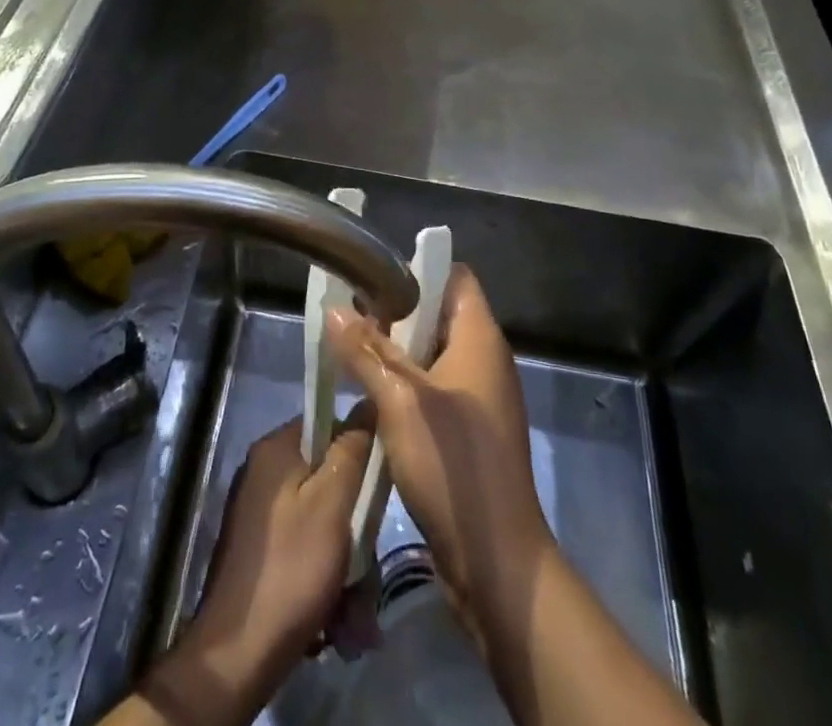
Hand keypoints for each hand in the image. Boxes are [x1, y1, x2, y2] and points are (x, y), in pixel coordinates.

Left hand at [145, 417, 372, 725]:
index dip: (358, 451)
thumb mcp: (332, 504)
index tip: (377, 488)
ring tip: (354, 610)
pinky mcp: (260, 550)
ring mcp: (259, 513)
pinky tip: (335, 618)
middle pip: (326, 478)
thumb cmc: (291, 568)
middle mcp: (263, 472)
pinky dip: (324, 578)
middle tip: (368, 568)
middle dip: (354, 523)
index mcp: (274, 449)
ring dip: (345, 561)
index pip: (328, 423)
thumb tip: (367, 404)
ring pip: (320, 520)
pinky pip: (305, 547)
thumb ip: (351, 451)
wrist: (237, 654)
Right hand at [325, 266, 551, 630]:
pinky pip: (434, 389)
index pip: (453, 275)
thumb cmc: (454, 466)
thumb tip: (334, 309)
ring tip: (350, 350)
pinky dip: (405, 385)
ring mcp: (479, 398)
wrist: (497, 562)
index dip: (415, 269)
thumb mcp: (401, 400)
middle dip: (396, 312)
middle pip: (438, 313)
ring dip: (396, 351)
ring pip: (432, 354)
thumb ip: (366, 350)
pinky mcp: (469, 432)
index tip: (373, 278)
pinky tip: (370, 396)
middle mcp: (484, 360)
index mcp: (480, 338)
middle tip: (349, 315)